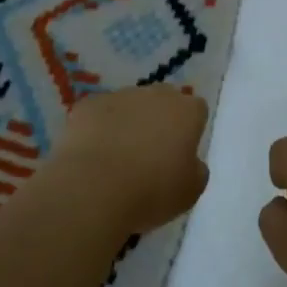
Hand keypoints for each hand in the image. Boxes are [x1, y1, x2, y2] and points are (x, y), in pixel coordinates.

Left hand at [59, 86, 209, 232]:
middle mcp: (156, 94)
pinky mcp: (89, 104)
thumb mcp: (190, 191)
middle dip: (160, 120)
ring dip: (128, 122)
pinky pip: (99, 113)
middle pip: (164, 100)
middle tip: (151, 154)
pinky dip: (98, 128)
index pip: (197, 110)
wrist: (94, 189)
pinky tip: (93, 155)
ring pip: (130, 104)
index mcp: (187, 112)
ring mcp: (120, 95)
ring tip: (117, 157)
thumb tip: (190, 161)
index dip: (190, 130)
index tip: (180, 153)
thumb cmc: (151, 191)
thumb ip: (196, 169)